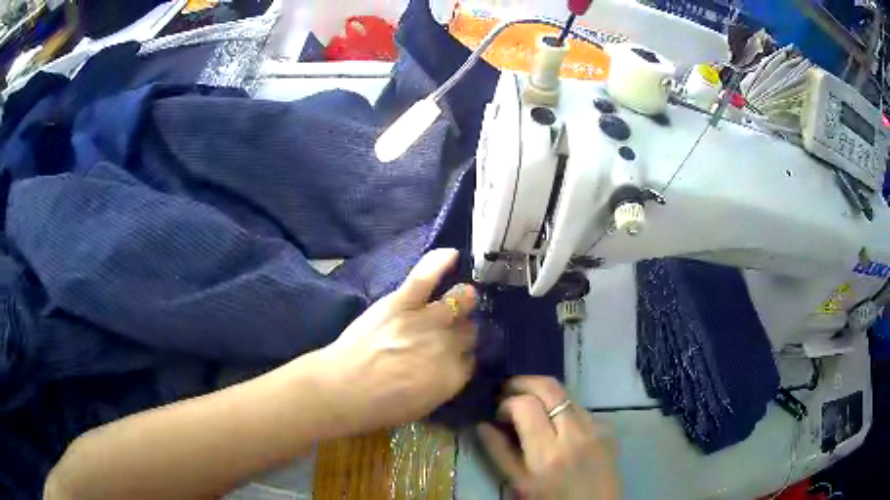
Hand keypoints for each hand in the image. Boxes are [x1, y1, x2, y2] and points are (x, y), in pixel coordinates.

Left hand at [322, 248, 476, 432]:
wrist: (343, 388)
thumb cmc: (379, 407)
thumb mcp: (422, 406)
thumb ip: (443, 383)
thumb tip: (452, 366)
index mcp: (453, 375)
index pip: (472, 358)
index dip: (464, 354)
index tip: (457, 353)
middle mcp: (447, 345)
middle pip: (469, 329)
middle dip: (465, 329)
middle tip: (454, 328)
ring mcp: (425, 320)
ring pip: (457, 301)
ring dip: (462, 299)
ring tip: (460, 297)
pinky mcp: (401, 303)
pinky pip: (425, 277)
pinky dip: (438, 262)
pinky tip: (451, 253)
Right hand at [478, 377, 619, 499]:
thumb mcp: (519, 484)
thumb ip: (499, 453)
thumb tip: (482, 425)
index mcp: (547, 453)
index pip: (526, 405)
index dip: (507, 401)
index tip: (498, 412)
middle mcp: (575, 434)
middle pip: (551, 387)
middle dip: (524, 382)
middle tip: (508, 391)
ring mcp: (595, 429)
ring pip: (567, 395)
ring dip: (545, 396)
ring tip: (532, 409)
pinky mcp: (608, 430)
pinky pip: (582, 410)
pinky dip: (564, 411)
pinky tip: (558, 426)